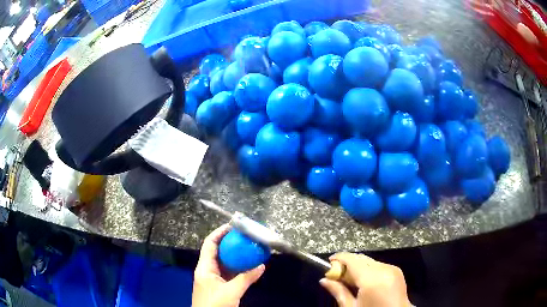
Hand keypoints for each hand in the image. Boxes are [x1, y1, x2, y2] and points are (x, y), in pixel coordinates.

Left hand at [192, 224, 265, 306]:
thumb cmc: (215, 304)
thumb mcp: (231, 292)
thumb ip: (246, 279)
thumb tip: (262, 265)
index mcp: (204, 268)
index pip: (209, 244)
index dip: (219, 233)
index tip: (233, 226)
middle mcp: (207, 270)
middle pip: (216, 251)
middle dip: (229, 243)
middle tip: (244, 236)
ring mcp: (212, 279)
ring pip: (223, 262)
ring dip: (234, 255)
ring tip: (248, 248)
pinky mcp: (218, 286)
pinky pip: (228, 272)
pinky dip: (237, 268)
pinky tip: (247, 265)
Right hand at [320, 252, 411, 306]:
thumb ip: (338, 292)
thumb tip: (324, 280)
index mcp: (372, 278)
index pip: (352, 260)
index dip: (338, 259)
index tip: (328, 264)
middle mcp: (384, 269)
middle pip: (361, 258)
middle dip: (347, 264)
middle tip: (336, 277)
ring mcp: (393, 269)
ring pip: (369, 261)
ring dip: (357, 267)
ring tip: (350, 282)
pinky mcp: (397, 271)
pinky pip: (378, 265)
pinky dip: (368, 270)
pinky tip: (363, 282)